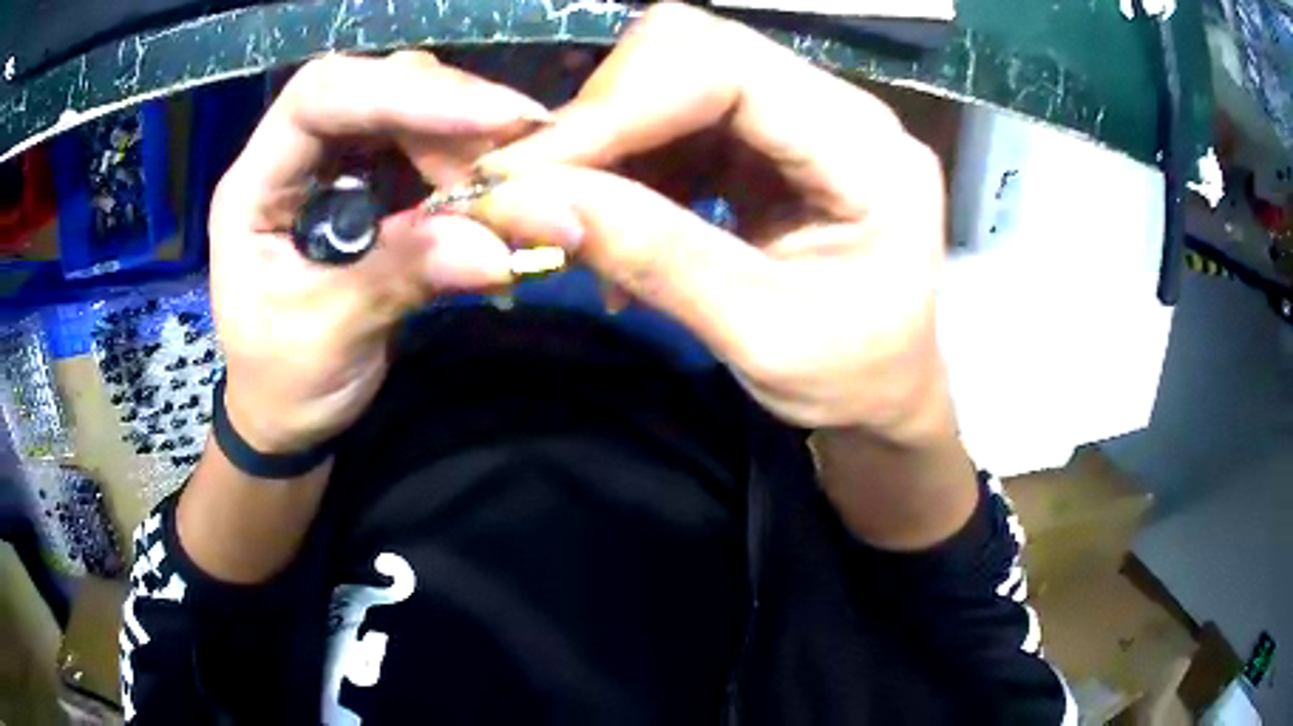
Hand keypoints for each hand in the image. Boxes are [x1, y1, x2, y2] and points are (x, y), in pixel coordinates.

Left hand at [209, 52, 551, 452]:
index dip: (403, 93)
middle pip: (373, 88)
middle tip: (521, 144)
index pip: (320, 98)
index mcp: (254, 185)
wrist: (284, 412)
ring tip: (515, 169)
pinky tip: (495, 182)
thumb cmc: (282, 382)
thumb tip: (497, 248)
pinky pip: (423, 147)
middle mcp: (291, 156)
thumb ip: (402, 280)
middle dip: (449, 109)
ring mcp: (332, 165)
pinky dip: (465, 160)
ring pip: (405, 108)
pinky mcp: (367, 183)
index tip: (492, 118)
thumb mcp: (330, 338)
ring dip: (465, 132)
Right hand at [473, 5, 953, 446]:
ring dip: (608, 139)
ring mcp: (800, 115)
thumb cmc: (853, 377)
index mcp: (867, 151)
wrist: (887, 387)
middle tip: (543, 193)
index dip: (617, 104)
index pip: (728, 69)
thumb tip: (528, 201)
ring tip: (580, 218)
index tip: (527, 172)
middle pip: (694, 49)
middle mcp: (837, 108)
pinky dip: (626, 158)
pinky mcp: (767, 136)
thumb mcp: (763, 338)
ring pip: (673, 74)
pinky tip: (618, 217)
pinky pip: (674, 115)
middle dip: (603, 114)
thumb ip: (656, 259)